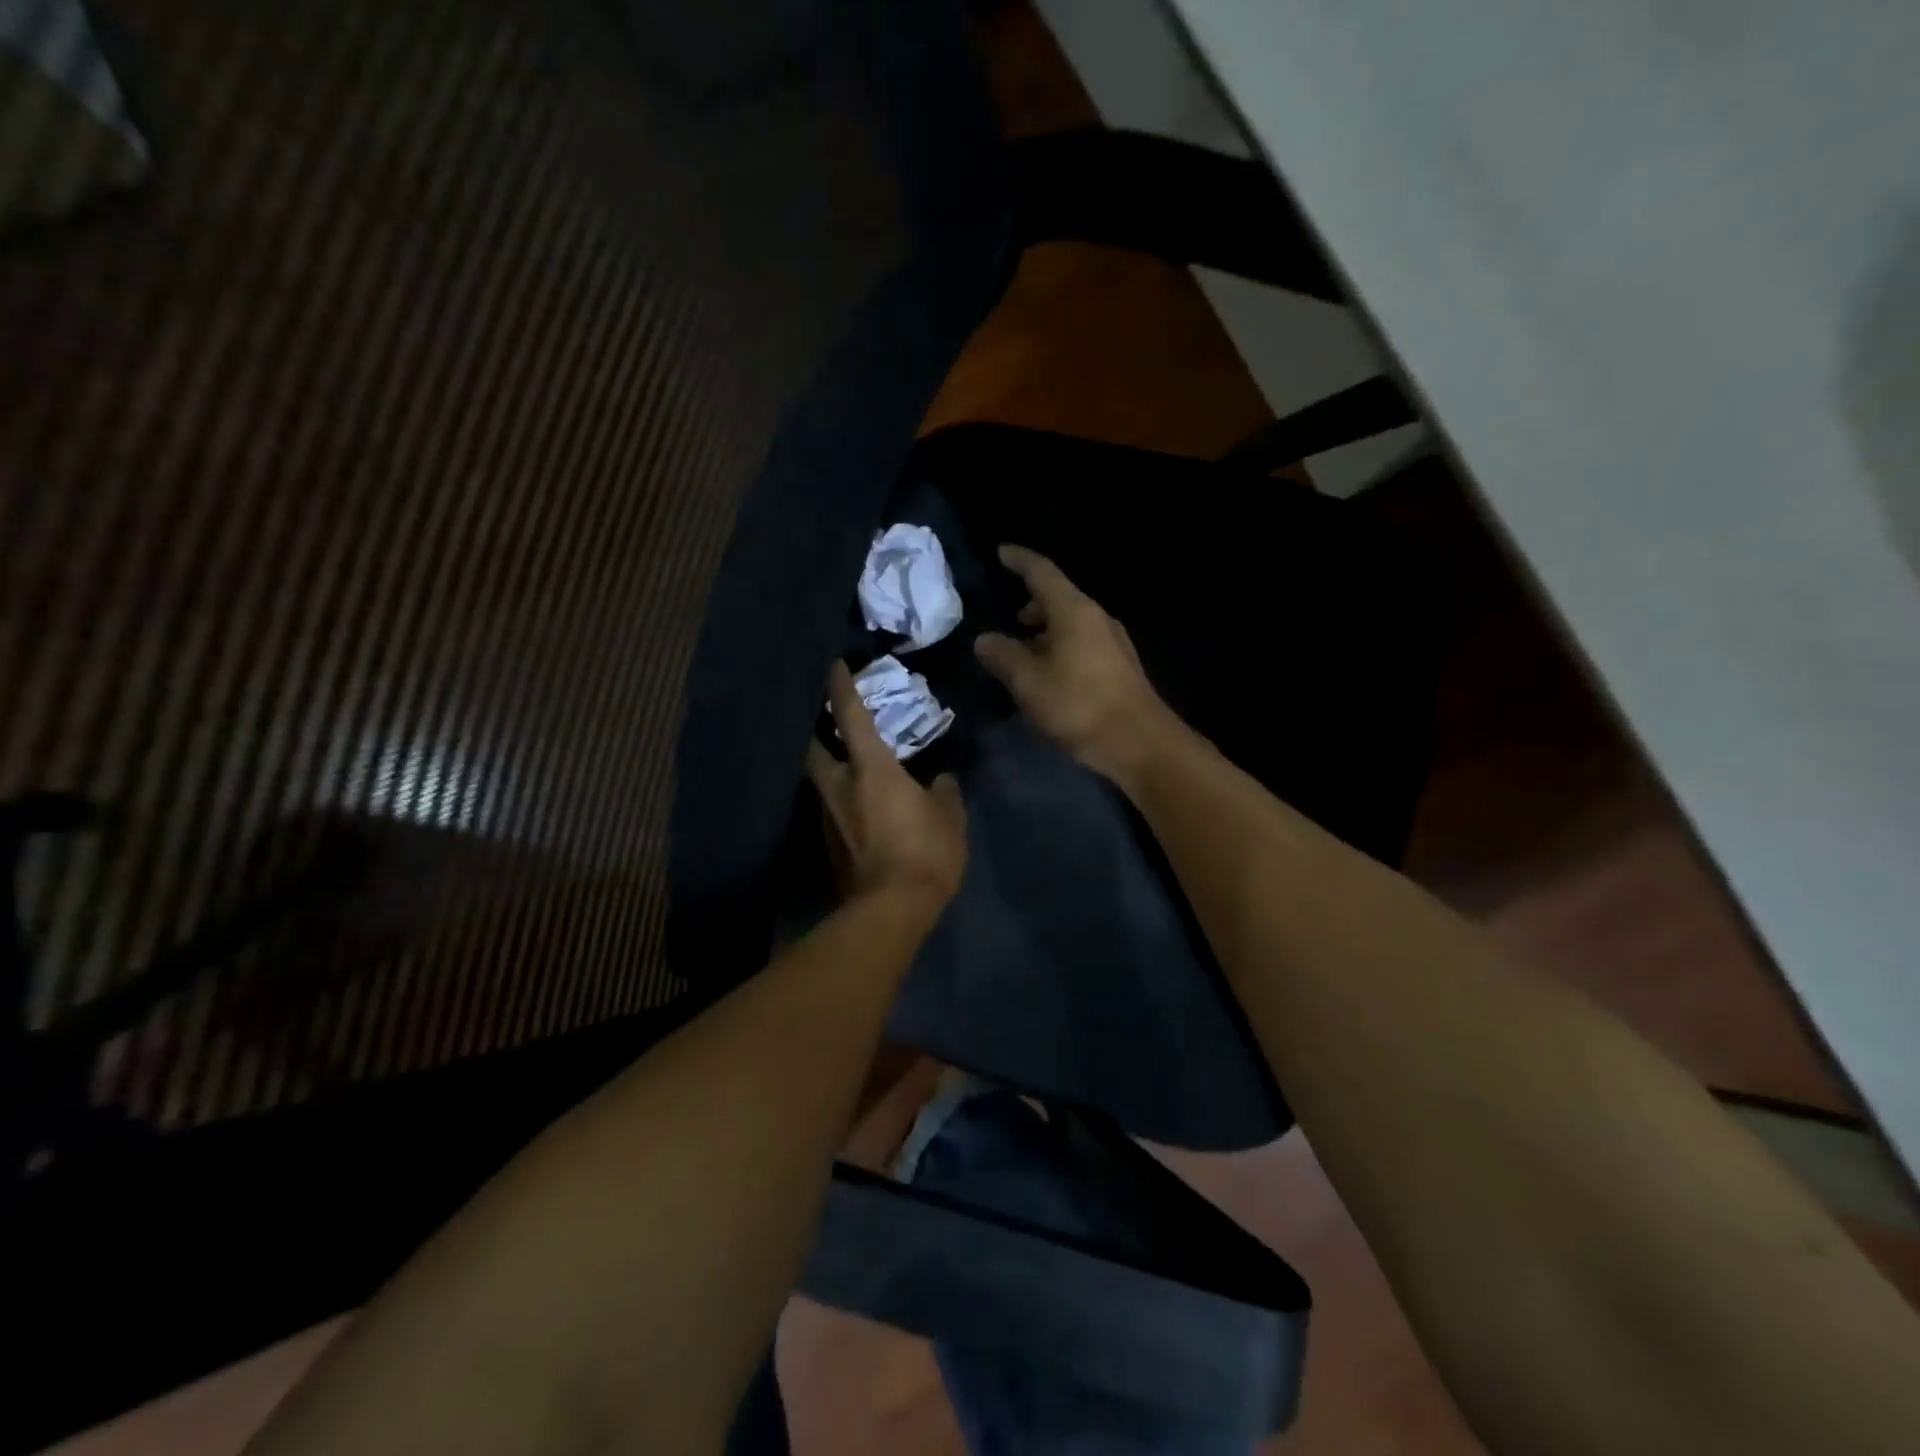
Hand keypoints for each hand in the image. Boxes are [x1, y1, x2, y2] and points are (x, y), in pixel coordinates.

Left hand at [807, 661, 967, 911]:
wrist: (889, 911)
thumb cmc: (924, 853)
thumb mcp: (949, 818)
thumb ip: (943, 793)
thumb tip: (940, 781)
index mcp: (871, 770)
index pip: (850, 717)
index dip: (841, 688)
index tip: (831, 666)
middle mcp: (839, 788)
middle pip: (814, 750)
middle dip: (814, 732)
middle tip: (823, 723)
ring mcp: (828, 819)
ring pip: (821, 784)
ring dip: (829, 772)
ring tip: (847, 770)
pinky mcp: (828, 848)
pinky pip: (832, 814)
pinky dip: (841, 805)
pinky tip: (857, 814)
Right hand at [974, 544, 1180, 787]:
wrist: (1139, 743)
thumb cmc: (1079, 705)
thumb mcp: (1029, 682)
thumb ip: (1003, 656)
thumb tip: (985, 640)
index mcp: (1074, 611)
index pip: (1042, 572)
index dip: (1019, 560)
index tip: (1001, 553)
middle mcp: (1097, 618)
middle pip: (1059, 599)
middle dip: (1032, 605)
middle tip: (1010, 622)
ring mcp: (1113, 643)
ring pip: (1071, 624)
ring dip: (1045, 632)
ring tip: (1025, 654)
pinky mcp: (1119, 667)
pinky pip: (1082, 644)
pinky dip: (1060, 649)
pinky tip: (1049, 676)